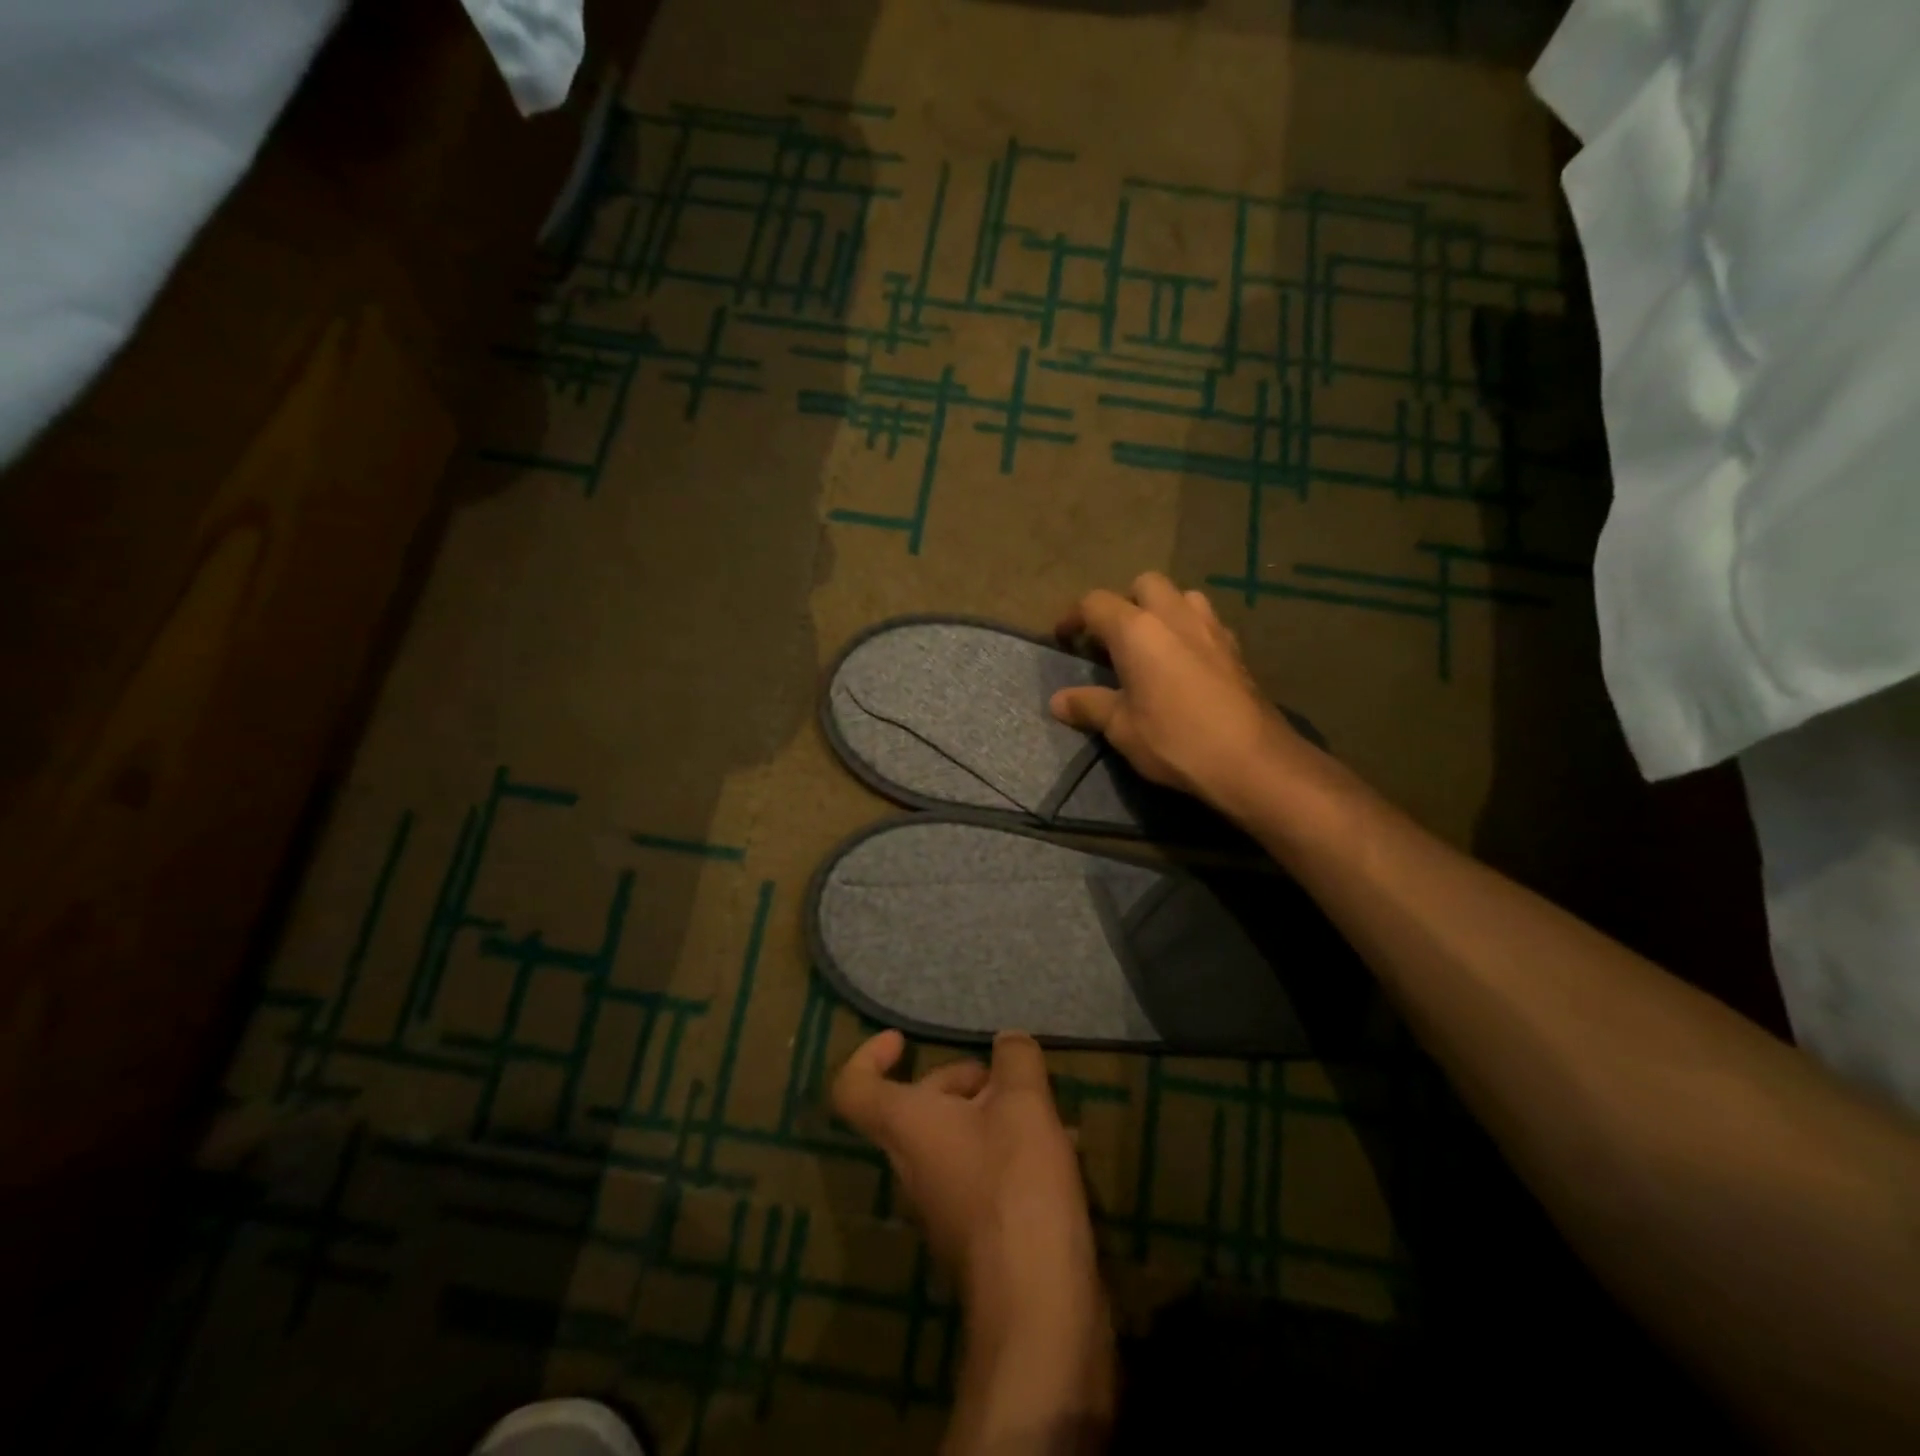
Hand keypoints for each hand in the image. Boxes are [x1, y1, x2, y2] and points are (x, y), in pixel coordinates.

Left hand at [833, 1030, 1112, 1449]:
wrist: (1038, 1307)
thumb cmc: (1016, 1186)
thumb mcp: (1024, 1104)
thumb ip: (1015, 1059)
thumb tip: (1007, 1041)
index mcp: (906, 1128)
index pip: (854, 1088)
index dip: (868, 1055)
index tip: (904, 1039)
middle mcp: (911, 1165)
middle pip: (919, 1105)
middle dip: (964, 1081)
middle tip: (1014, 1080)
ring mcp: (941, 1203)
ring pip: (957, 1137)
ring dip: (997, 1116)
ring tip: (1051, 1114)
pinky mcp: (974, 1233)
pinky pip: (981, 1173)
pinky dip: (1011, 1152)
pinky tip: (1061, 1155)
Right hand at [1051, 572, 1306, 811]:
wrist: (1251, 759)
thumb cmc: (1174, 740)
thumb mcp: (1121, 728)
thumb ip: (1089, 706)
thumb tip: (1058, 701)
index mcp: (1137, 630)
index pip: (1095, 603)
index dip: (1074, 616)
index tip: (1064, 638)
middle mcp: (1174, 616)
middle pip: (1144, 584)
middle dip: (1124, 602)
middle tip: (1113, 639)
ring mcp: (1211, 628)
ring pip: (1182, 596)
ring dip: (1162, 610)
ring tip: (1152, 645)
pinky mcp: (1236, 648)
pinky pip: (1206, 622)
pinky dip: (1189, 631)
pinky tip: (1185, 663)